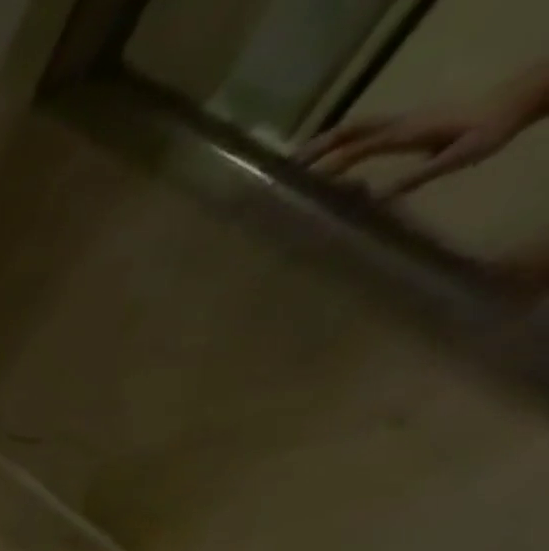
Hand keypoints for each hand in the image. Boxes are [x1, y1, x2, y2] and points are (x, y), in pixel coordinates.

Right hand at [298, 99, 533, 198]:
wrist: (516, 101)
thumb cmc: (488, 131)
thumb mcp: (456, 158)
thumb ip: (416, 177)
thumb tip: (373, 200)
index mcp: (404, 133)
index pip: (355, 151)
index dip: (325, 170)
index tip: (299, 190)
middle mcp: (397, 123)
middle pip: (349, 130)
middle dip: (315, 149)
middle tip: (283, 171)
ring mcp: (401, 121)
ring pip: (353, 128)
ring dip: (323, 143)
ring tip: (296, 165)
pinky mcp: (404, 124)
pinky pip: (363, 131)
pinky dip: (339, 142)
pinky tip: (330, 158)